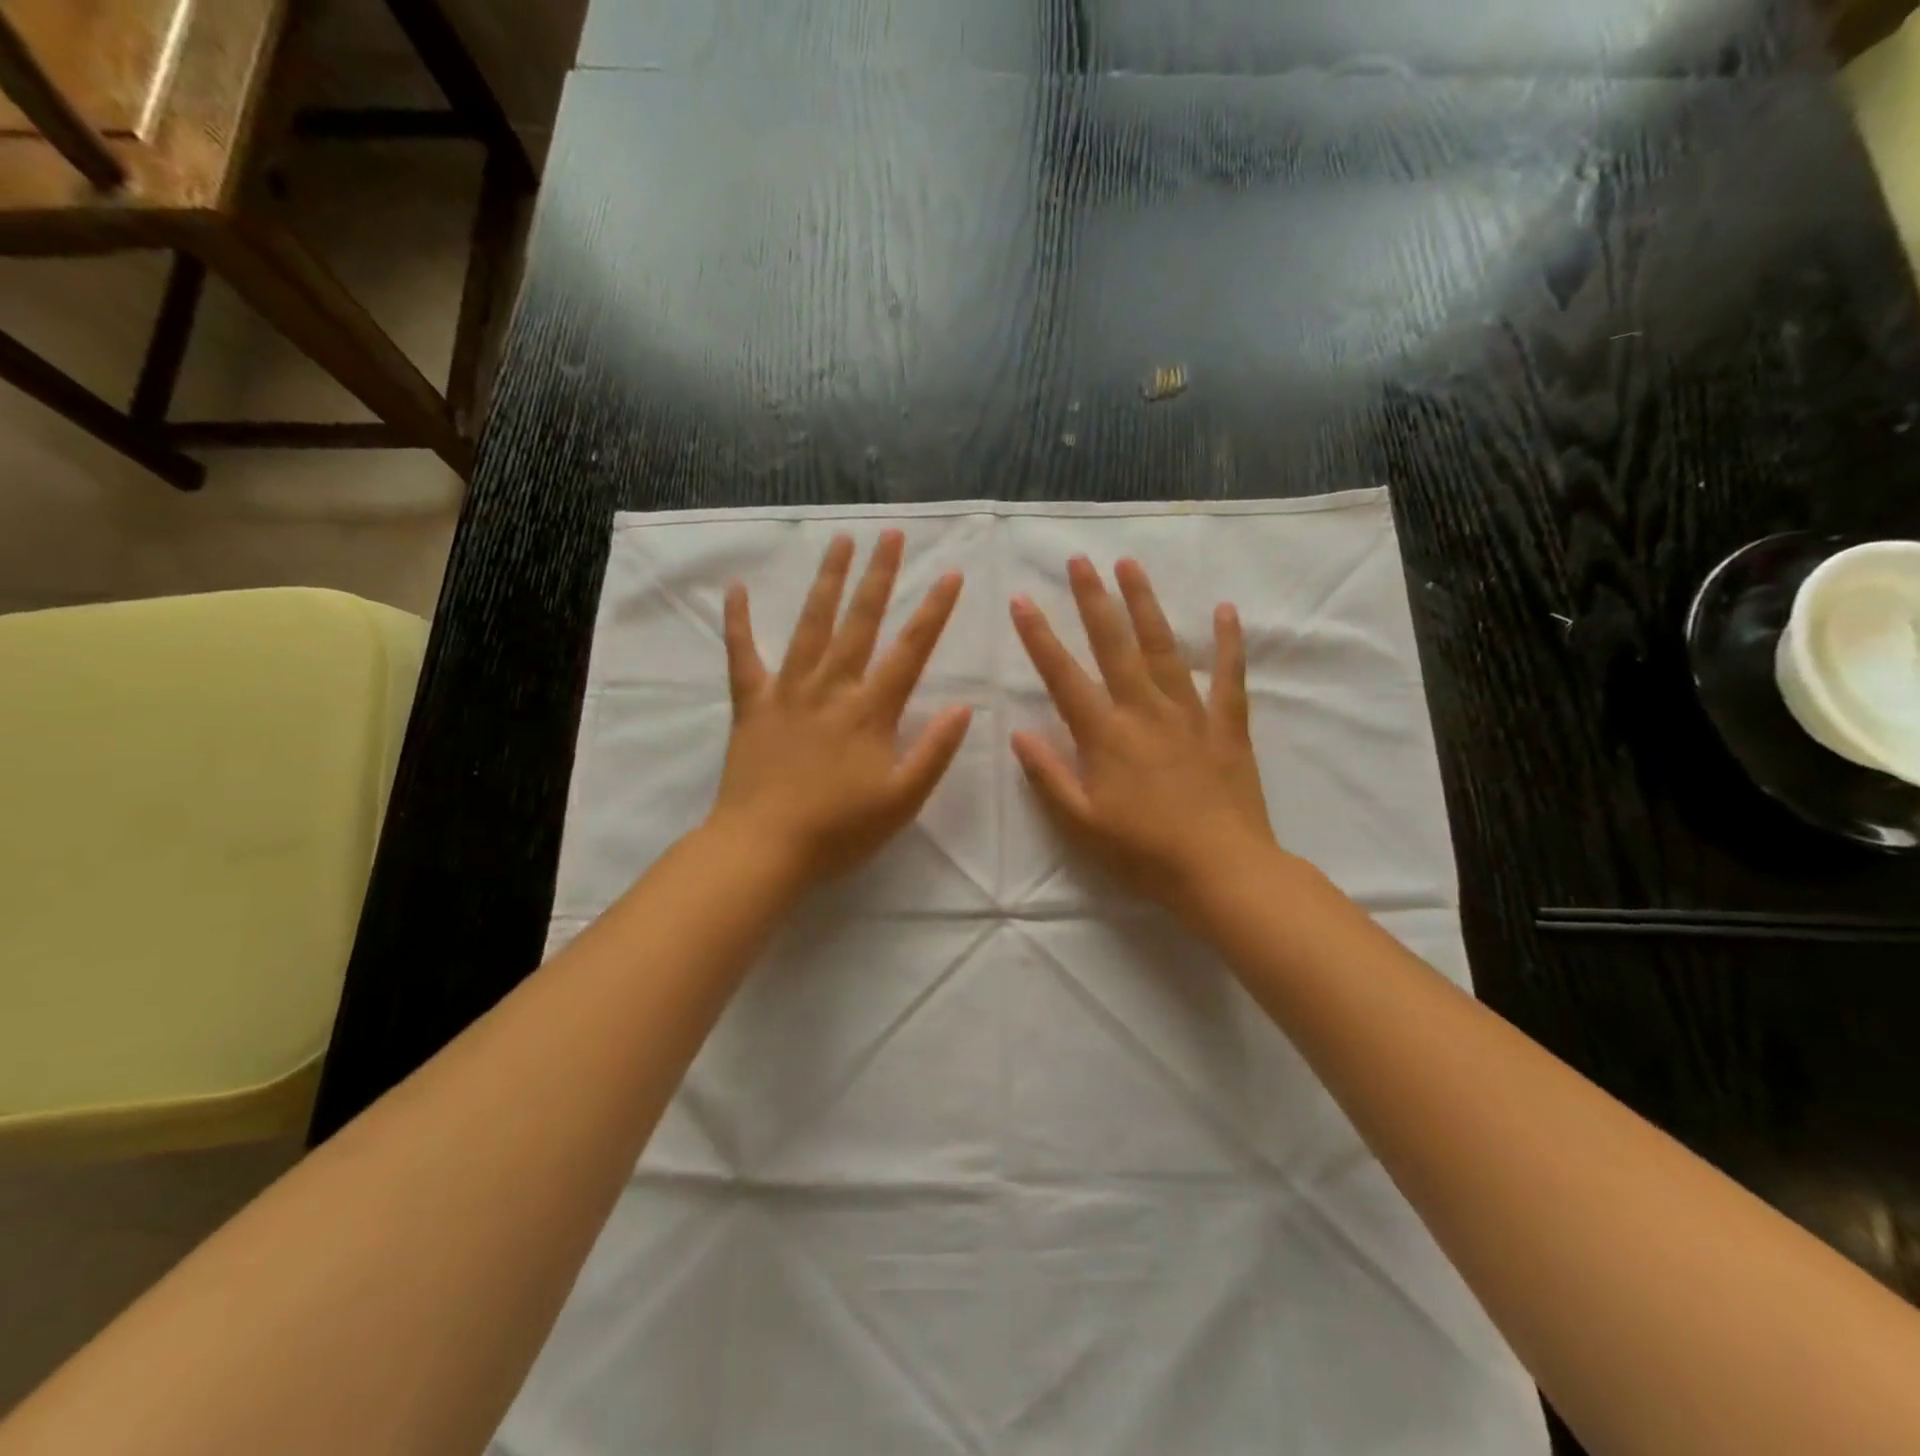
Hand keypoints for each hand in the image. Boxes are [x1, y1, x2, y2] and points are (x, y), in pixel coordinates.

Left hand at [708, 531, 972, 886]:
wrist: (764, 849)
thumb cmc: (839, 830)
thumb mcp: (903, 801)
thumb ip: (935, 752)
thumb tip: (964, 707)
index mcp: (870, 711)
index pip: (910, 651)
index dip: (934, 611)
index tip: (950, 574)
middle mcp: (831, 688)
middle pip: (860, 622)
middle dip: (880, 576)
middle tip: (891, 535)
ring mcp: (787, 691)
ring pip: (811, 625)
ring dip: (827, 581)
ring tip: (840, 542)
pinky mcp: (751, 704)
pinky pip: (742, 655)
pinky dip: (737, 622)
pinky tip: (736, 589)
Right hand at [1011, 557, 1278, 918]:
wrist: (1221, 871)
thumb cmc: (1143, 853)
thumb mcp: (1081, 824)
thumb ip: (1048, 776)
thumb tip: (1018, 732)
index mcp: (1105, 735)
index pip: (1063, 676)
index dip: (1039, 637)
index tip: (1022, 600)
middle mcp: (1144, 711)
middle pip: (1114, 645)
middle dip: (1093, 600)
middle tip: (1079, 560)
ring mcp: (1189, 714)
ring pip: (1164, 648)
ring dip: (1145, 604)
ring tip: (1130, 565)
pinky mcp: (1227, 726)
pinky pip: (1230, 677)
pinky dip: (1228, 643)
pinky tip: (1225, 610)